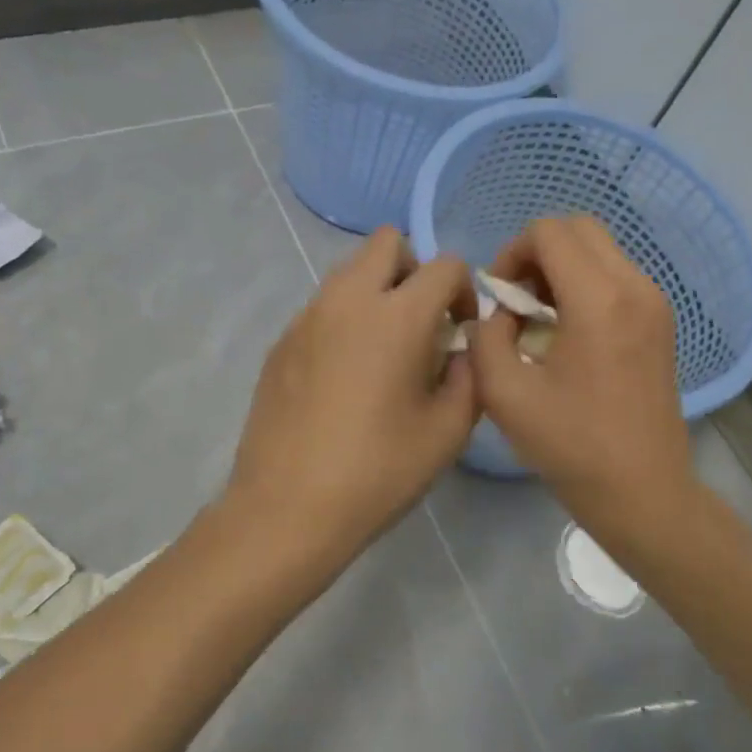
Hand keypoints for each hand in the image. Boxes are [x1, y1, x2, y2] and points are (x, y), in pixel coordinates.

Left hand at [226, 227, 478, 585]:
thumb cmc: (378, 472)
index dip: (464, 292)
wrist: (287, 508)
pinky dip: (345, 321)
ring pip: (350, 273)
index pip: (445, 265)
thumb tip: (461, 350)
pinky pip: (322, 308)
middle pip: (387, 243)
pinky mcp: (280, 342)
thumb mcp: (448, 431)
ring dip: (377, 294)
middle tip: (421, 325)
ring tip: (383, 354)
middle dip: (415, 271)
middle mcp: (348, 300)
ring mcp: (307, 318)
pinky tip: (344, 378)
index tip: (460, 334)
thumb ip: (470, 376)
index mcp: (397, 316)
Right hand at [469, 217, 696, 549]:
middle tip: (517, 299)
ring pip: (600, 250)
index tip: (500, 297)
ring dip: (562, 269)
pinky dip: (585, 286)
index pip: (549, 232)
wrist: (642, 490)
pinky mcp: (661, 321)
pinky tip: (568, 333)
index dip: (512, 253)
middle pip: (579, 229)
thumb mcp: (504, 393)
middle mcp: (635, 287)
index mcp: (599, 300)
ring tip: (539, 318)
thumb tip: (500, 313)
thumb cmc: (571, 446)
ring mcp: (655, 303)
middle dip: (537, 253)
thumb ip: (486, 336)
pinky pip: (617, 277)